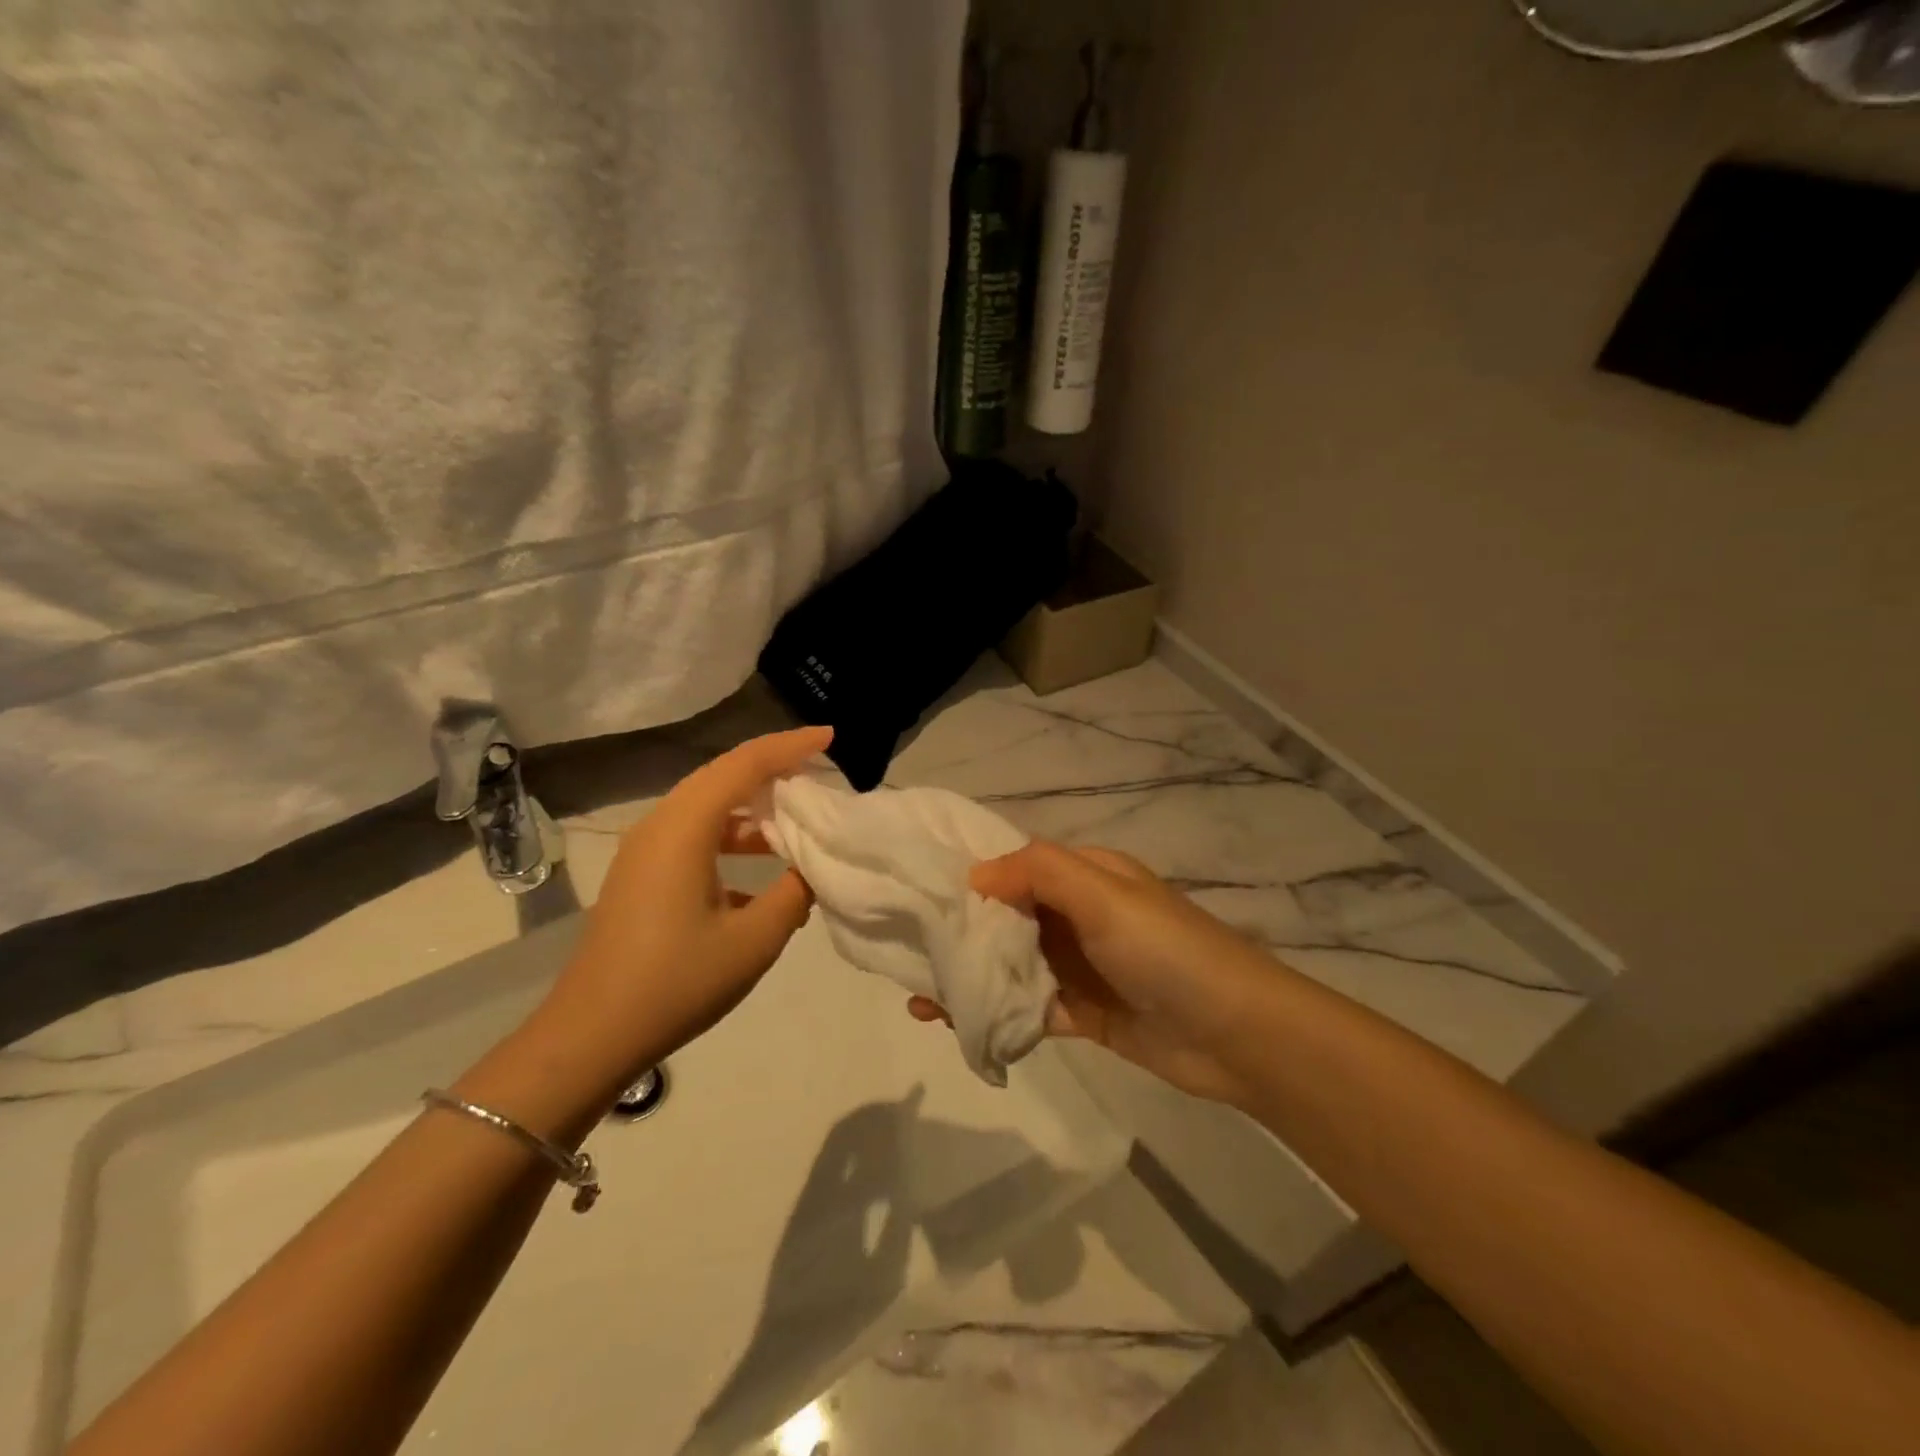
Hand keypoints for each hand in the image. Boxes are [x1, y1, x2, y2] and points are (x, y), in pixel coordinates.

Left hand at [542, 726, 832, 1087]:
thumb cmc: (677, 982)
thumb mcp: (754, 940)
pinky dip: (733, 835)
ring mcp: (646, 851)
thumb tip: (811, 868)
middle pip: (723, 775)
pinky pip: (695, 834)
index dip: (791, 746)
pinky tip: (762, 869)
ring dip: (754, 806)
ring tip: (799, 818)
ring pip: (708, 806)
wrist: (591, 1036)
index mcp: (684, 828)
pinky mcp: (642, 875)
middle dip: (774, 767)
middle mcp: (660, 825)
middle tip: (820, 769)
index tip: (831, 737)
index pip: (745, 764)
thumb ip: (794, 893)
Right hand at [911, 840, 1271, 1105]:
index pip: (1017, 866)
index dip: (971, 874)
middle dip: (962, 929)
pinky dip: (993, 1012)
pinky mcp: (1083, 1014)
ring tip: (916, 990)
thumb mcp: (1103, 894)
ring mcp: (1080, 967)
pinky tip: (952, 1022)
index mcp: (1086, 876)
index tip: (919, 888)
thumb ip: (1038, 872)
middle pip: (1009, 917)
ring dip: (971, 974)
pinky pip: (1028, 1008)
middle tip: (904, 943)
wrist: (1236, 1034)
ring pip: (1013, 964)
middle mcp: (1079, 916)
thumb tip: (975, 874)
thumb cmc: (1165, 949)